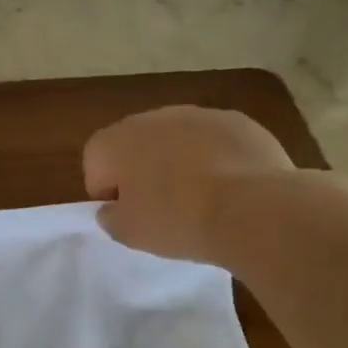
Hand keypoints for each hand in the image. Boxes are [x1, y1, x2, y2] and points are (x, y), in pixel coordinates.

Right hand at [83, 106, 300, 265]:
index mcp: (116, 141)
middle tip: (161, 207)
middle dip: (143, 170)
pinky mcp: (238, 121)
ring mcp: (198, 115)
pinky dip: (216, 159)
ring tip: (199, 198)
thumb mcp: (128, 233)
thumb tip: (114, 208)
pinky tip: (230, 188)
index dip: (107, 191)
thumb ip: (111, 217)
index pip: (94, 162)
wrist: (252, 208)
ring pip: (177, 139)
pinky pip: (215, 141)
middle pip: (136, 144)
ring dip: (180, 162)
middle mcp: (152, 117)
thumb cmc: (176, 220)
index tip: (127, 214)